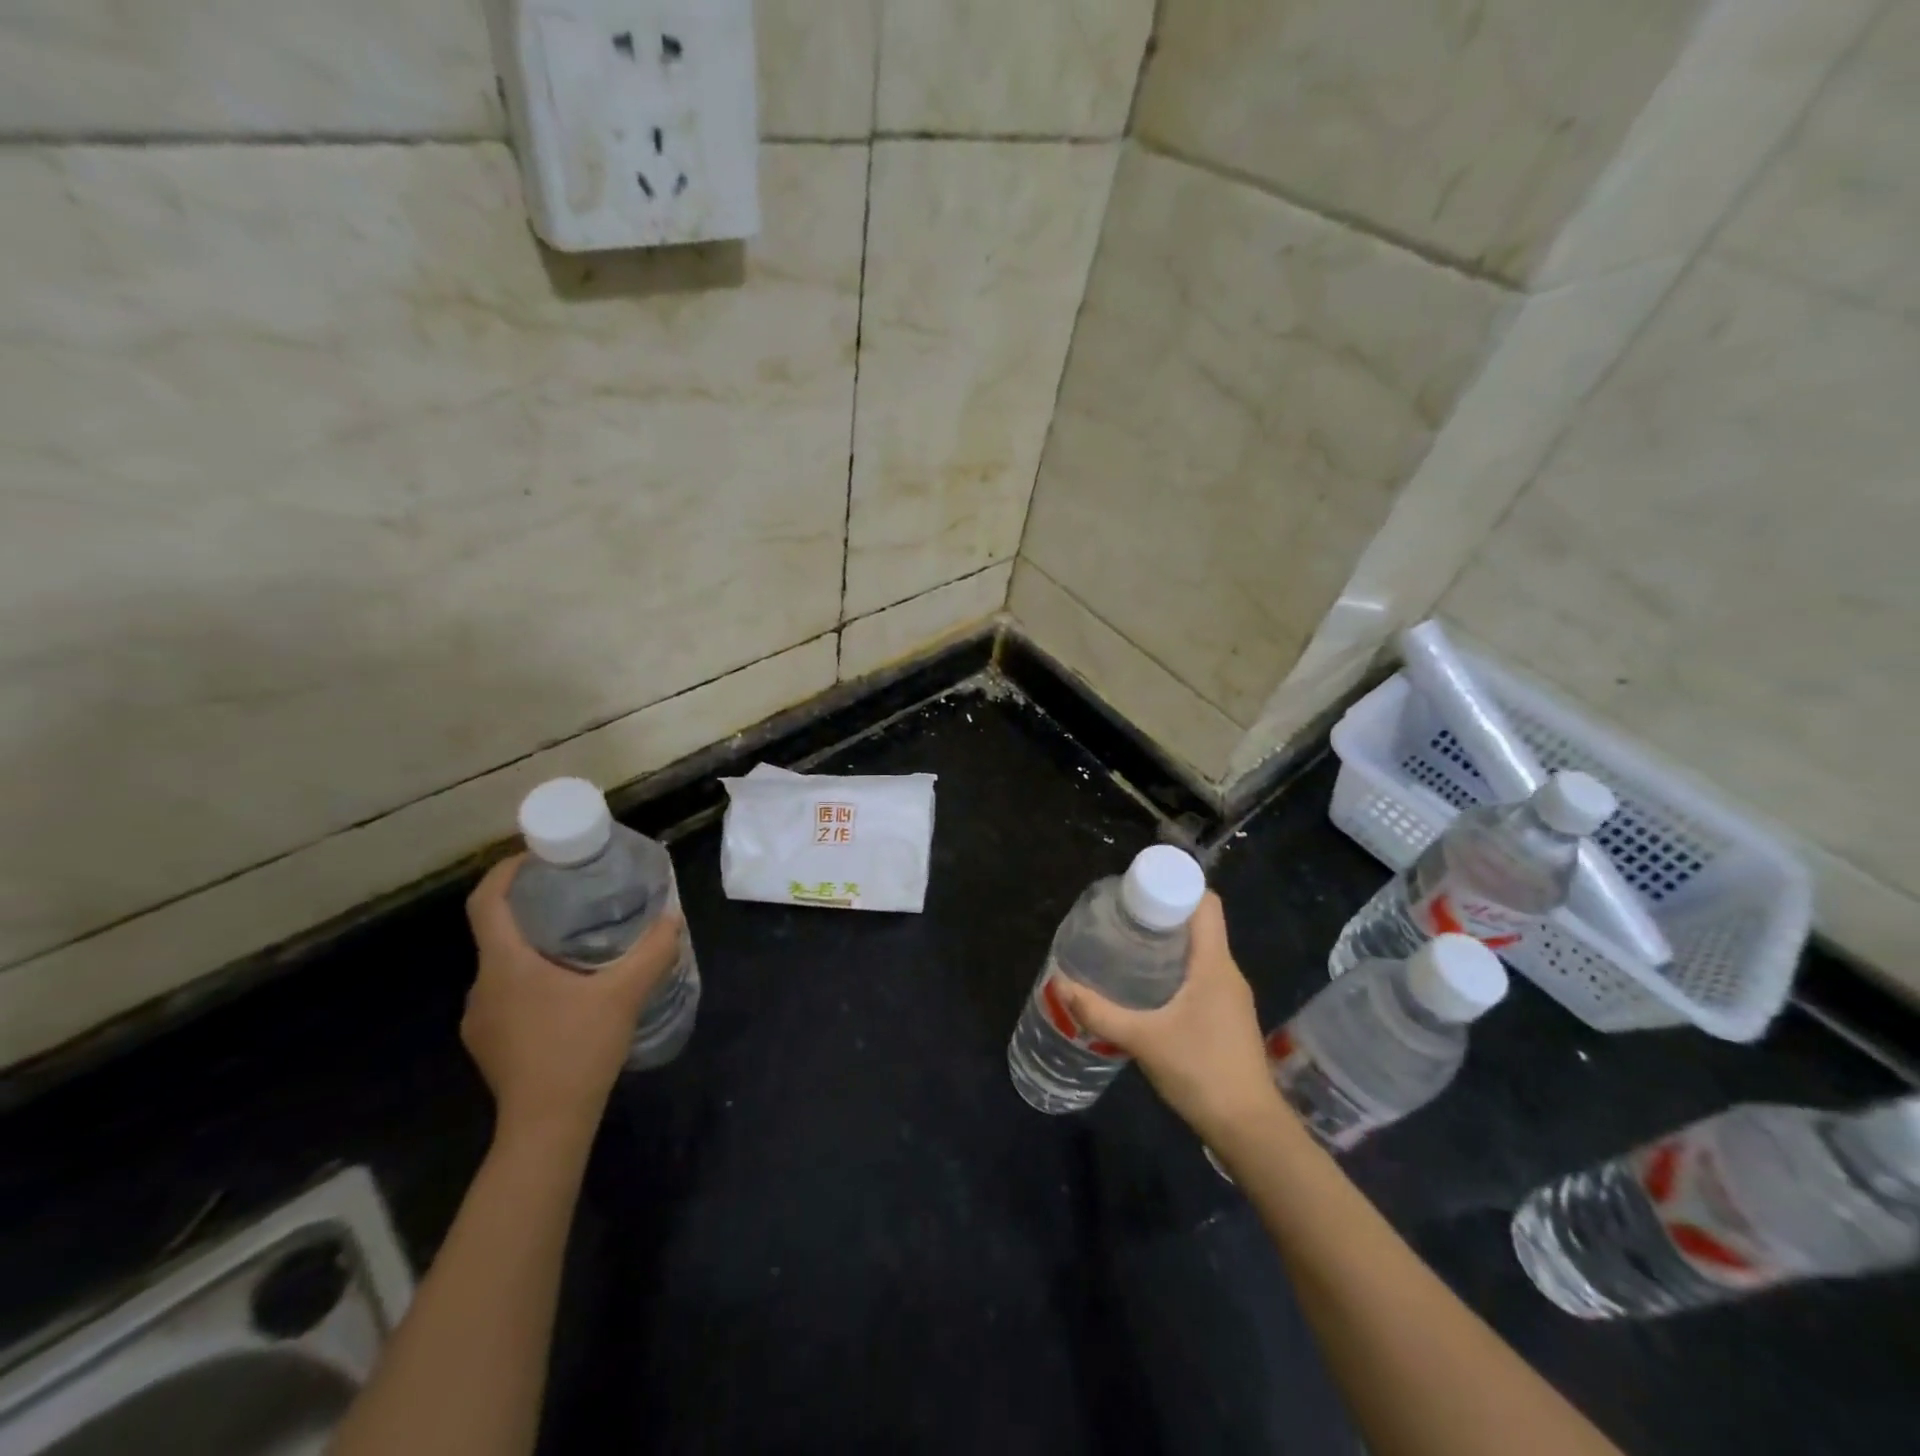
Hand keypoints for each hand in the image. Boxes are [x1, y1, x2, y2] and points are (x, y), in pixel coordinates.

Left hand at [461, 855, 683, 1143]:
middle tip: (575, 896)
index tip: (539, 857)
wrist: (546, 1126)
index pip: (486, 901)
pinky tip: (567, 993)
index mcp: (505, 964)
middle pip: (497, 930)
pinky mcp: (487, 1042)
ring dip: (533, 947)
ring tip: (577, 942)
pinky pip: (506, 993)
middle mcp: (482, 986)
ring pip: (503, 965)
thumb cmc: (578, 1049)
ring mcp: (480, 1018)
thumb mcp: (626, 993)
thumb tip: (672, 917)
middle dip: (532, 907)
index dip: (506, 871)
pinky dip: (531, 978)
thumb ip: (652, 950)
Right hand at [1059, 892, 1278, 1143]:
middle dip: (1162, 915)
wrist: (1249, 1129)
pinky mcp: (1227, 1017)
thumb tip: (1059, 984)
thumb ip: (1100, 1012)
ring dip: (1168, 945)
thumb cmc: (1201, 1071)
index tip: (1139, 891)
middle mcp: (1227, 972)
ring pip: (1200, 952)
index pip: (1206, 902)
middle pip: (1199, 924)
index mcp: (1215, 963)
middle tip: (1121, 918)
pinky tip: (1148, 988)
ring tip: (1128, 948)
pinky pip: (1202, 976)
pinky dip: (1176, 970)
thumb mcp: (1143, 1039)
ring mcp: (1231, 996)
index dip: (1176, 887)